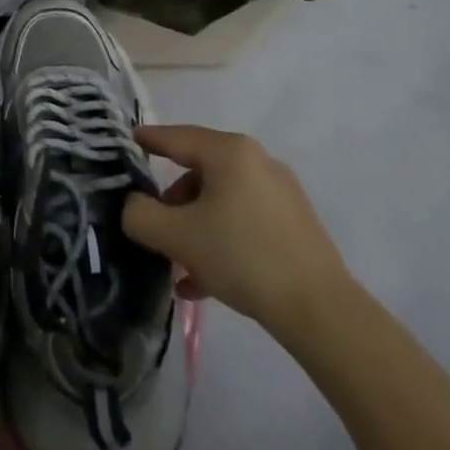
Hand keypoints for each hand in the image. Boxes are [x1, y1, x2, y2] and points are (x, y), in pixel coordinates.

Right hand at [122, 124, 355, 347]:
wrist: (320, 311)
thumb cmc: (241, 257)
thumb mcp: (176, 236)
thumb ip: (140, 215)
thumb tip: (132, 206)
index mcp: (229, 152)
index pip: (176, 137)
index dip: (149, 140)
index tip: (128, 141)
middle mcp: (257, 161)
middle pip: (200, 171)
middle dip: (173, 201)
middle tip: (155, 225)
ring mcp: (281, 193)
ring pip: (222, 200)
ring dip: (196, 226)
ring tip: (179, 263)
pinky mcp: (296, 225)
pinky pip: (244, 221)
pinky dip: (221, 240)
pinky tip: (205, 280)